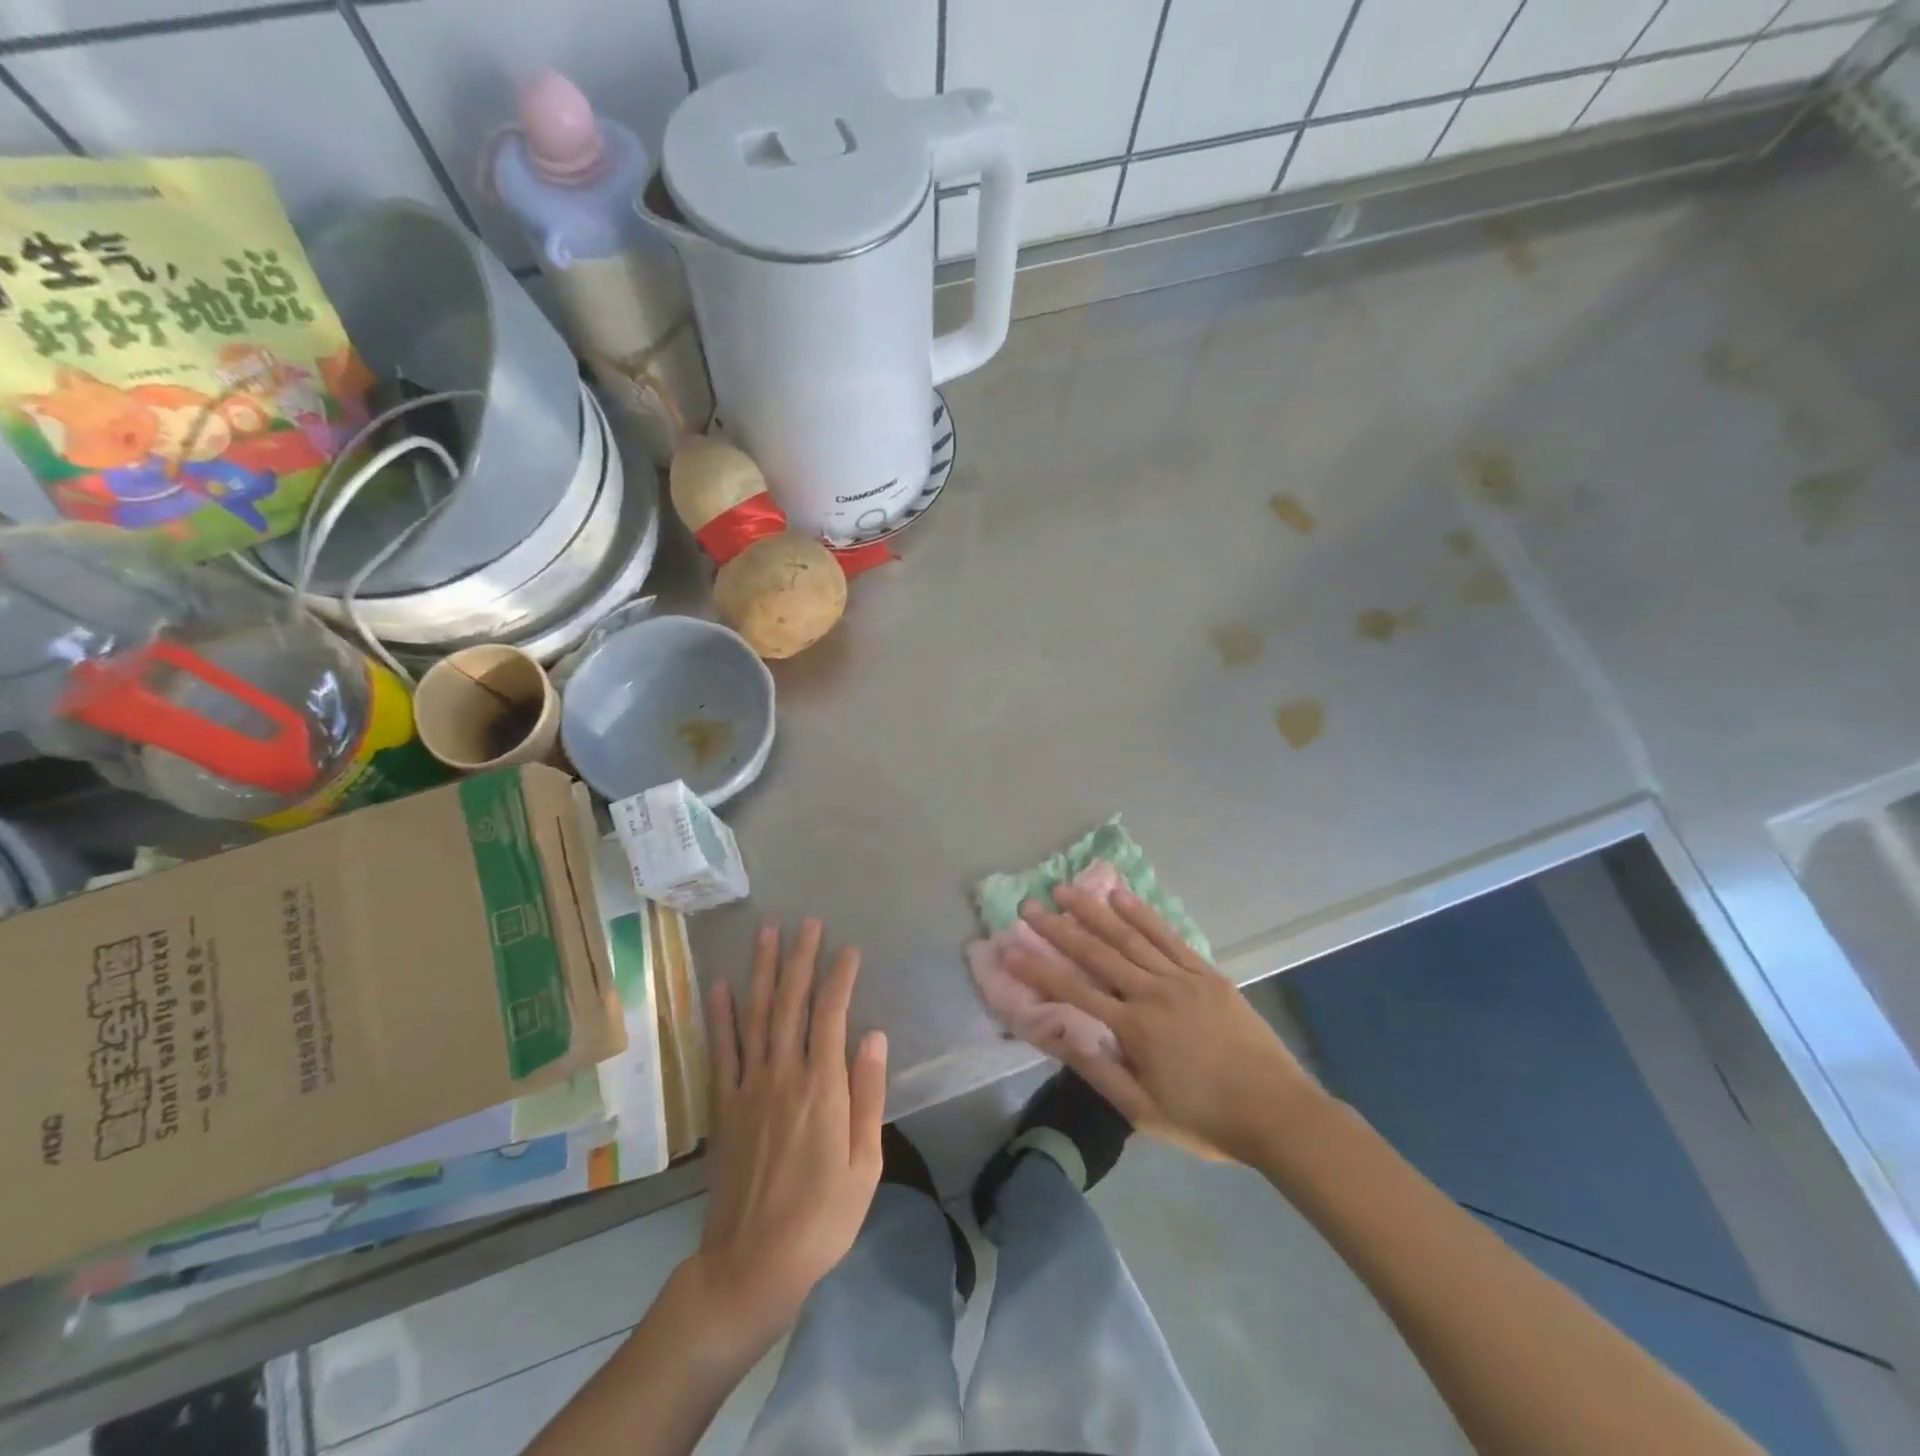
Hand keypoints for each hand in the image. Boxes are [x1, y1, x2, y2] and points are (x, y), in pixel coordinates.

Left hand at [690, 920, 886, 1356]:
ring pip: (755, 1016)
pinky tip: (720, 986)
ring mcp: (748, 1088)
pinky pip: (721, 1051)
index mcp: (822, 1088)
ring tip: (766, 934)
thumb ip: (868, 1094)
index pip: (831, 1015)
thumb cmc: (822, 1219)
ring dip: (761, 972)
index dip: (839, 977)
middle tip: (806, 922)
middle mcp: (783, 1076)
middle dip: (799, 958)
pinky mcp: (724, 1106)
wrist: (751, 1265)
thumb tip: (873, 1035)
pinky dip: (720, 1015)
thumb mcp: (865, 1164)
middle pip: (790, 1003)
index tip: (848, 948)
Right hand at [1008, 884, 1320, 1165]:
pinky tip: (1122, 896)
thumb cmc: (1206, 1120)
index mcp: (1134, 1029)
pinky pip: (1168, 936)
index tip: (1009, 948)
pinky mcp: (1206, 972)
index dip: (1038, 969)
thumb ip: (1100, 1072)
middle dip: (1059, 929)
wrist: (1277, 1112)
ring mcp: (1182, 977)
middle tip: (1029, 906)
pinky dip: (1143, 913)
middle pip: (1097, 953)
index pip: (1074, 992)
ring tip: (1066, 889)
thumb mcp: (1145, 1112)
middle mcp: (1152, 992)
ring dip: (1095, 910)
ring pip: (1130, 936)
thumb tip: (1059, 1037)